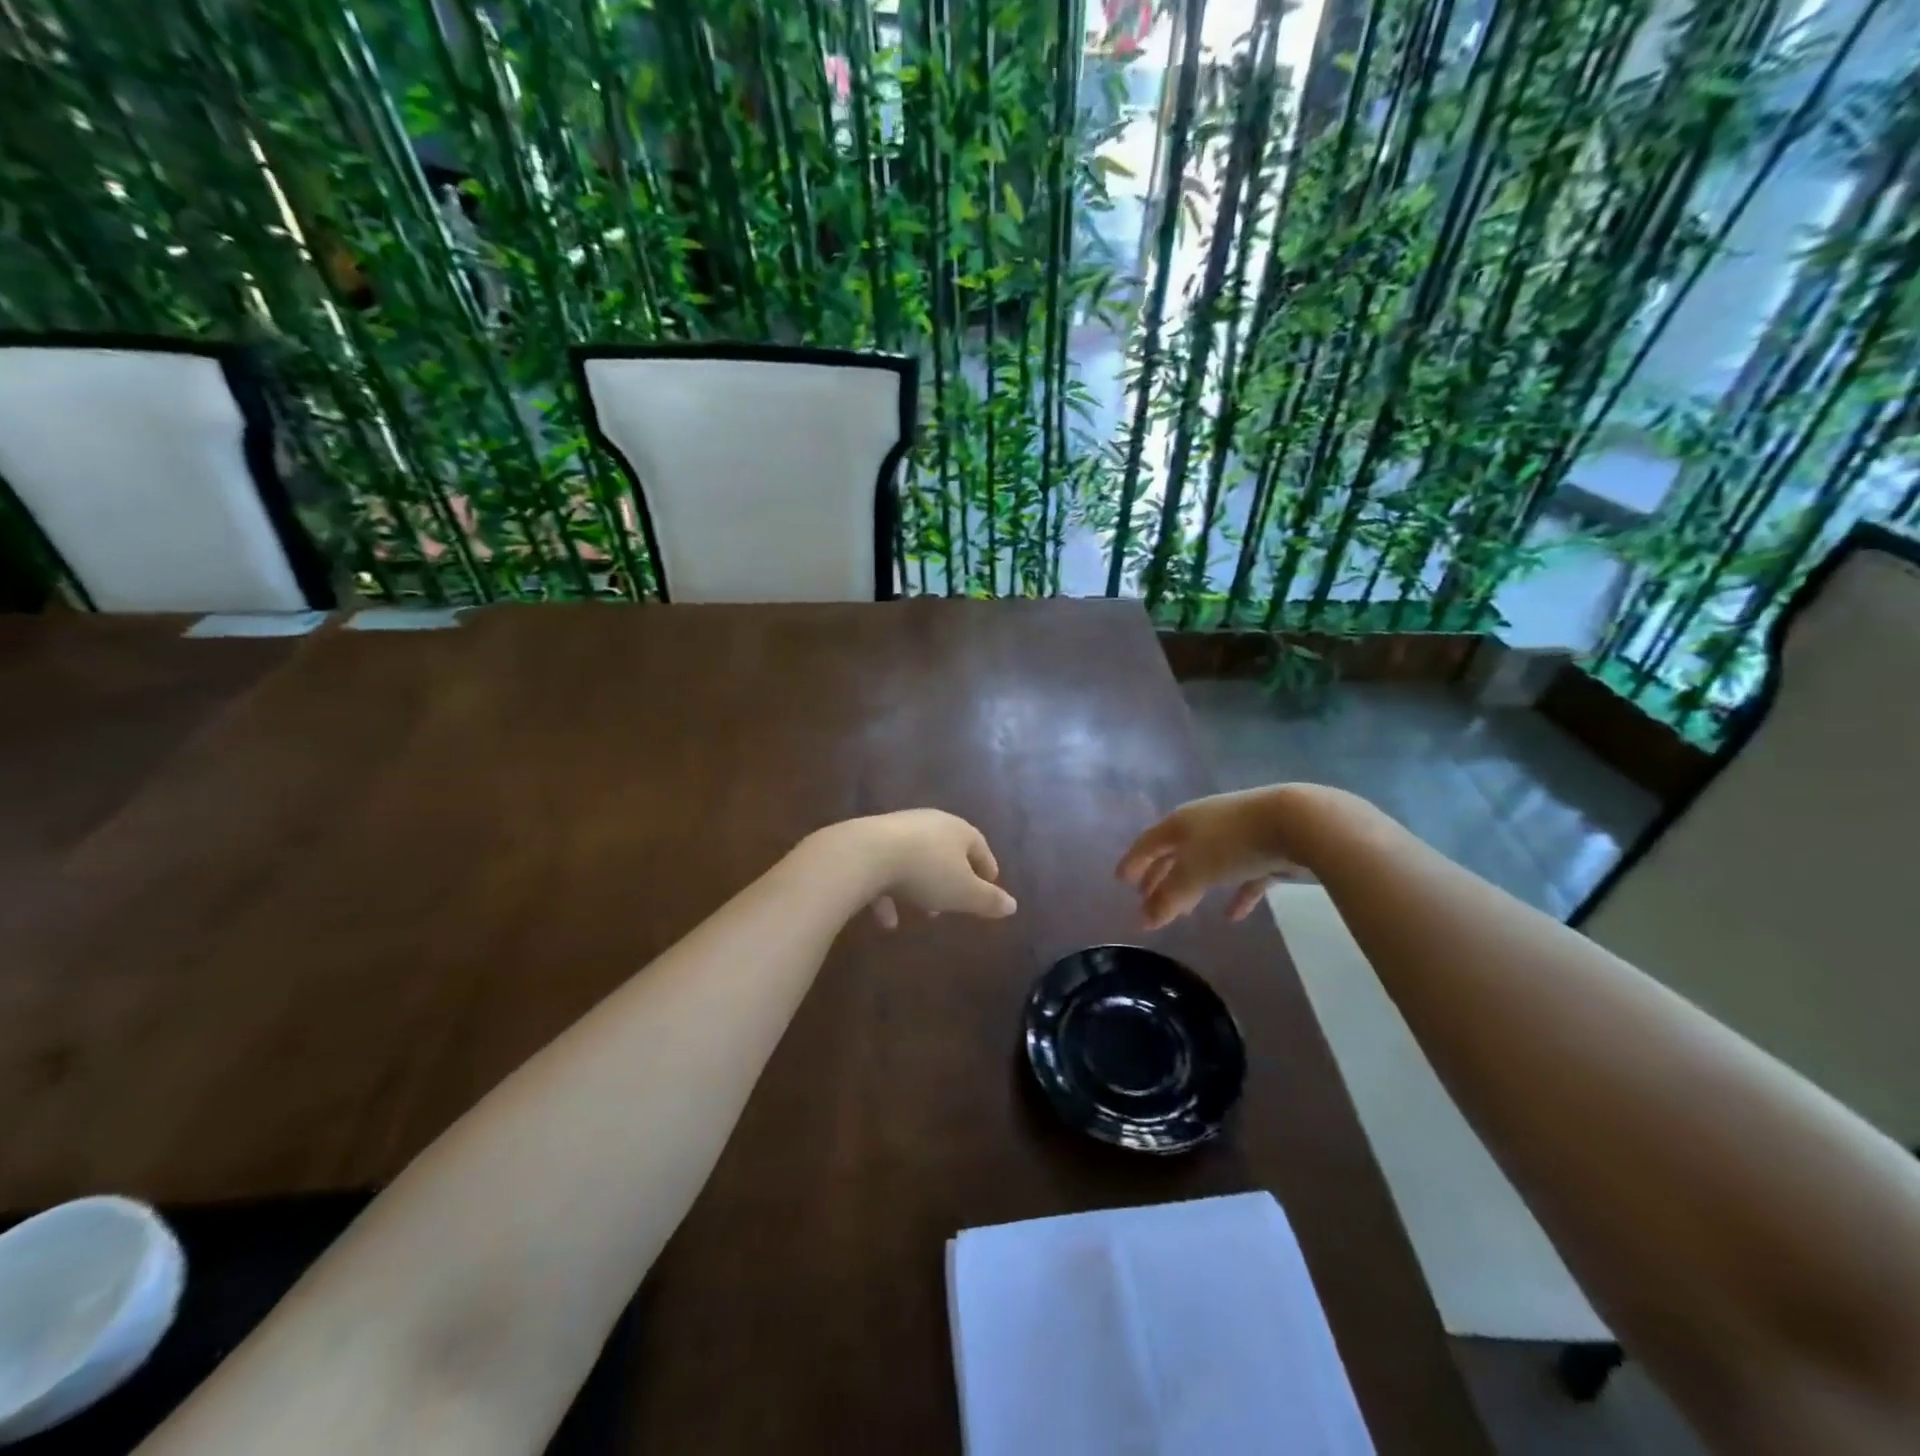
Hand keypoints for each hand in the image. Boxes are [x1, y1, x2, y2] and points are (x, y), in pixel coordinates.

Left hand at [820, 810, 1016, 926]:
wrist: (865, 854)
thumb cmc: (926, 872)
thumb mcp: (964, 893)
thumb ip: (989, 900)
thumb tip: (1013, 905)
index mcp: (958, 830)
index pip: (980, 847)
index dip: (987, 869)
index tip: (990, 888)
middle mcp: (930, 823)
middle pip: (947, 852)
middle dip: (952, 879)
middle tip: (954, 905)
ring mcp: (898, 830)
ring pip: (917, 861)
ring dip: (921, 887)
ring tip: (922, 912)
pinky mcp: (870, 841)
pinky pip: (887, 869)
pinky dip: (890, 893)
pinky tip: (886, 919)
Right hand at [1116, 787, 1301, 930]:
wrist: (1298, 822)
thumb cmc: (1233, 843)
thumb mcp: (1194, 872)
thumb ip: (1168, 898)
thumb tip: (1142, 921)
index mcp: (1181, 823)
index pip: (1149, 843)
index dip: (1134, 861)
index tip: (1120, 880)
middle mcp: (1205, 824)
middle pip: (1176, 853)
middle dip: (1161, 877)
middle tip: (1147, 899)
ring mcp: (1237, 835)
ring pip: (1207, 865)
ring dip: (1194, 887)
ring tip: (1185, 912)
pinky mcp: (1267, 849)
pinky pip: (1243, 876)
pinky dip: (1235, 895)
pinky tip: (1233, 916)